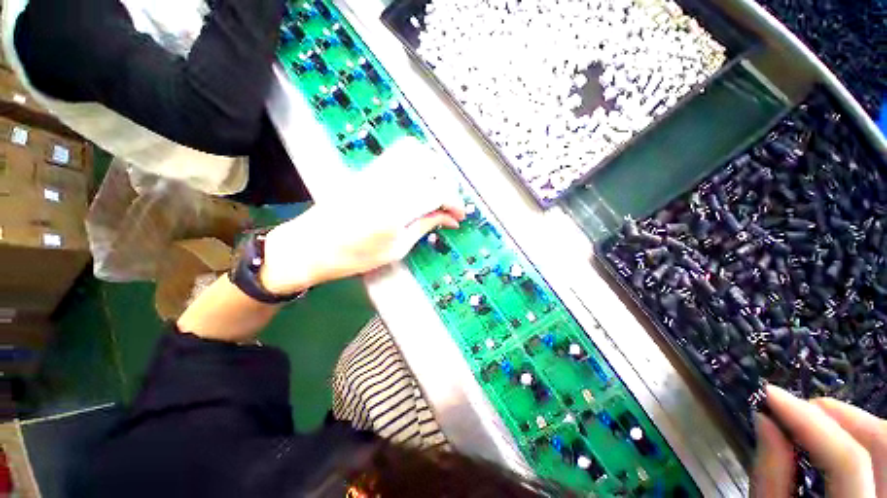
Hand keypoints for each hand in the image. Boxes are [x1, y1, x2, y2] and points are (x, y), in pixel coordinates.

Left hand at [260, 139, 465, 294]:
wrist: (310, 246)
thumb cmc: (353, 257)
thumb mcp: (396, 248)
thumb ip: (425, 226)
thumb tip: (449, 219)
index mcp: (396, 206)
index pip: (437, 190)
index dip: (455, 202)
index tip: (460, 215)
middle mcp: (387, 181)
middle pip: (429, 164)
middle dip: (446, 182)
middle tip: (448, 203)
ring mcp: (375, 171)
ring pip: (414, 151)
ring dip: (432, 167)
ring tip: (436, 189)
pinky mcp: (367, 170)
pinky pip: (398, 154)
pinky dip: (415, 162)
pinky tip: (417, 181)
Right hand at [753, 384, 886, 496]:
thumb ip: (770, 476)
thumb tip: (764, 420)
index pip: (847, 461)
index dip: (810, 421)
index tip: (770, 395)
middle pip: (883, 443)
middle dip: (836, 415)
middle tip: (796, 406)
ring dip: (850, 422)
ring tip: (812, 418)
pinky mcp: (884, 490)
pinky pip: (884, 454)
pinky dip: (860, 435)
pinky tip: (834, 436)